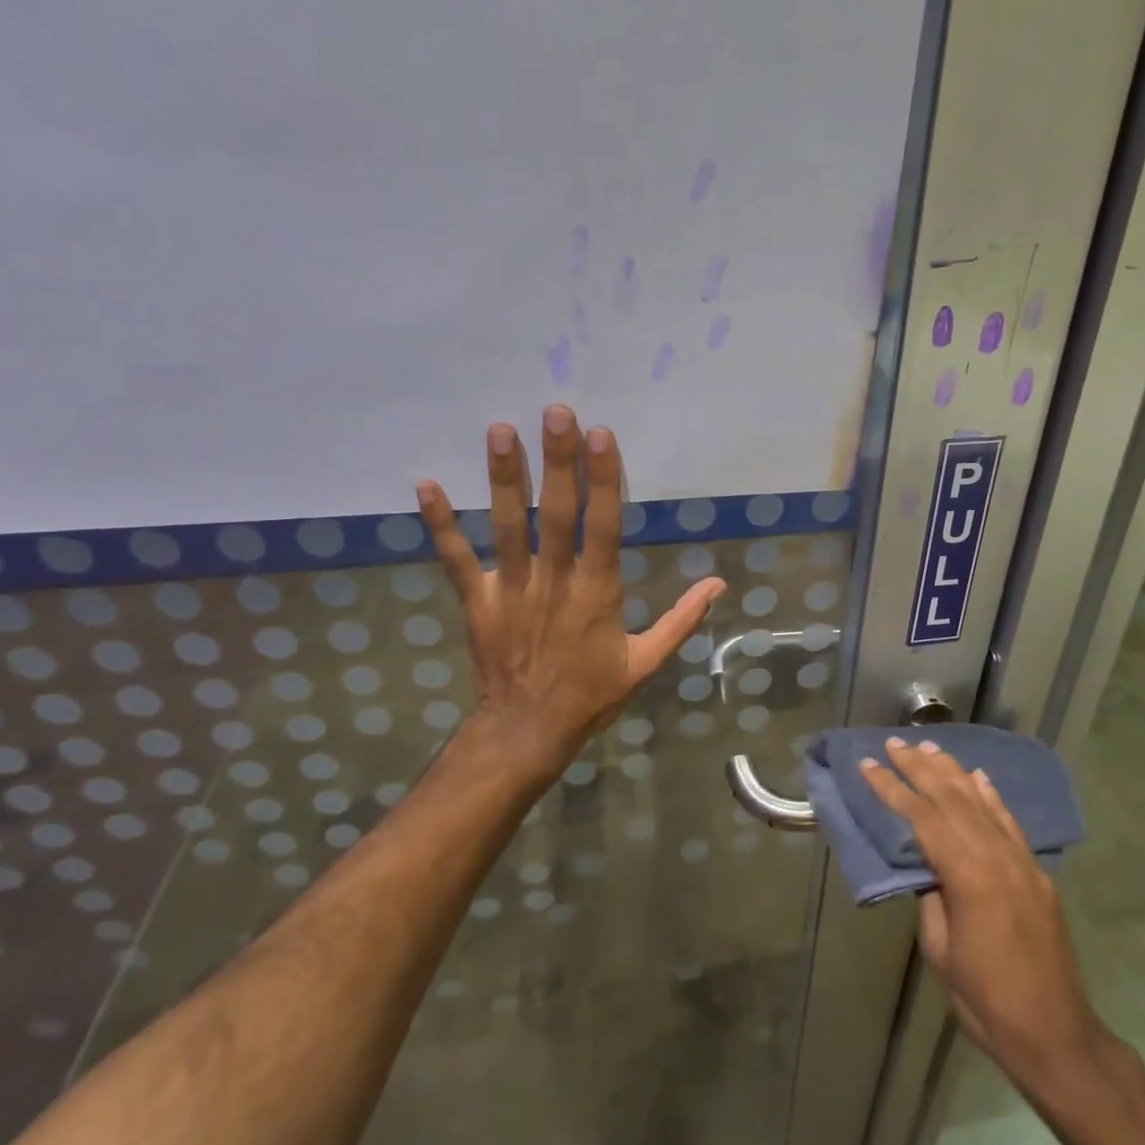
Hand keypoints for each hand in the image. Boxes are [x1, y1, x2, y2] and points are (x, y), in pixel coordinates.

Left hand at [416, 406, 725, 781]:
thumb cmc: (592, 695)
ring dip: (503, 478)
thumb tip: (717, 584)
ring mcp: (513, 589)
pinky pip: (457, 559)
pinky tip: (426, 484)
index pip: (604, 525)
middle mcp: (554, 582)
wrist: (528, 731)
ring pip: (508, 526)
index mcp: (598, 592)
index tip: (601, 435)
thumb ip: (681, 620)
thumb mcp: (647, 663)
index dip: (604, 479)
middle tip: (555, 412)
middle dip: (558, 461)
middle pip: (557, 513)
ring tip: (500, 431)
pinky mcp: (479, 601)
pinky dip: (441, 524)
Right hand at [862, 738, 1109, 1091]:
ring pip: (982, 803)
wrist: (1055, 1034)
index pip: (923, 817)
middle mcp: (997, 857)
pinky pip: (1010, 823)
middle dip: (920, 768)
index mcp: (968, 876)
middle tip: (895, 743)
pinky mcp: (1037, 873)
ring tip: (930, 748)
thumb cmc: (985, 1000)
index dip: (893, 789)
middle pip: (953, 799)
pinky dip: (992, 796)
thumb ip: (932, 896)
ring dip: (954, 772)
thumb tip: (928, 867)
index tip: (869, 765)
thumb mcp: (941, 949)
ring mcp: (1022, 862)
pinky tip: (979, 778)